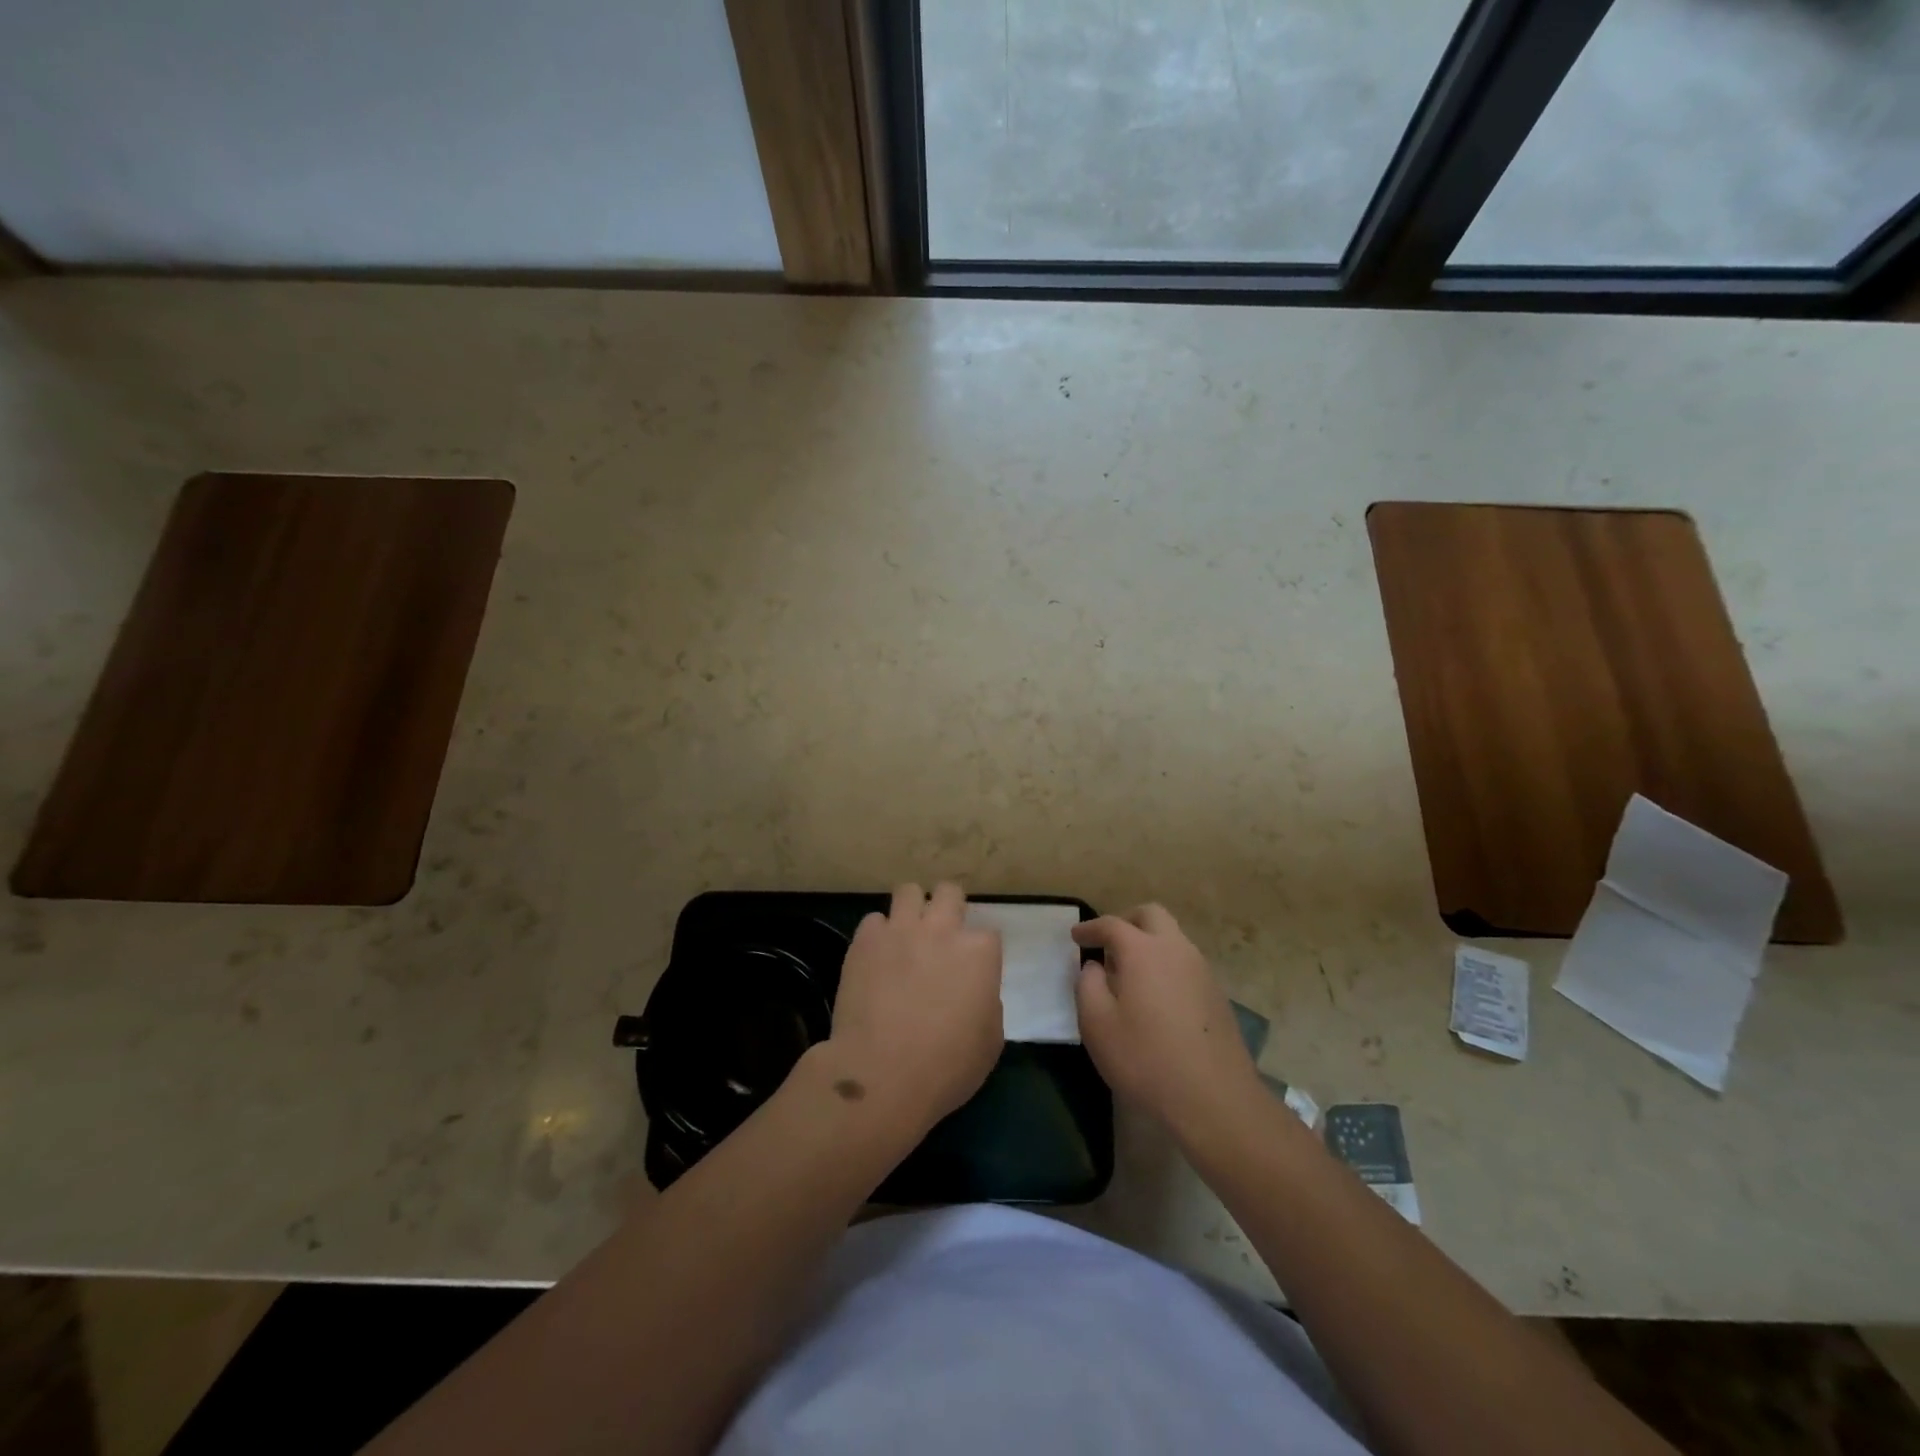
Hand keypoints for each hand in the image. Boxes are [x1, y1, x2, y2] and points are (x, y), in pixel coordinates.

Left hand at [825, 882, 1004, 1140]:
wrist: (882, 1073)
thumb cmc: (947, 1066)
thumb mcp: (990, 1041)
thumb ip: (987, 1003)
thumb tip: (975, 993)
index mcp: (979, 953)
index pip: (988, 933)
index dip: (980, 951)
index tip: (972, 970)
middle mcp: (942, 930)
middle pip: (949, 892)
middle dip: (948, 906)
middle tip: (941, 934)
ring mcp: (900, 930)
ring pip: (908, 891)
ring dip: (911, 908)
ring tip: (906, 933)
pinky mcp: (865, 941)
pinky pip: (873, 920)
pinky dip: (877, 934)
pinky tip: (876, 956)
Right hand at [1073, 904, 1261, 1139]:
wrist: (1214, 1099)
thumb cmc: (1146, 1059)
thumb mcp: (1097, 1024)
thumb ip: (1088, 986)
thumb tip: (1095, 967)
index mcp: (1144, 951)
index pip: (1112, 925)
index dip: (1090, 928)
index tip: (1076, 936)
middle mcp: (1176, 949)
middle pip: (1151, 916)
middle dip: (1126, 921)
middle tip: (1108, 944)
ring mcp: (1202, 970)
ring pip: (1173, 938)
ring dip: (1149, 943)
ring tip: (1129, 973)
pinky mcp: (1217, 995)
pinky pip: (1186, 963)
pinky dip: (1166, 966)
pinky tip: (1156, 997)